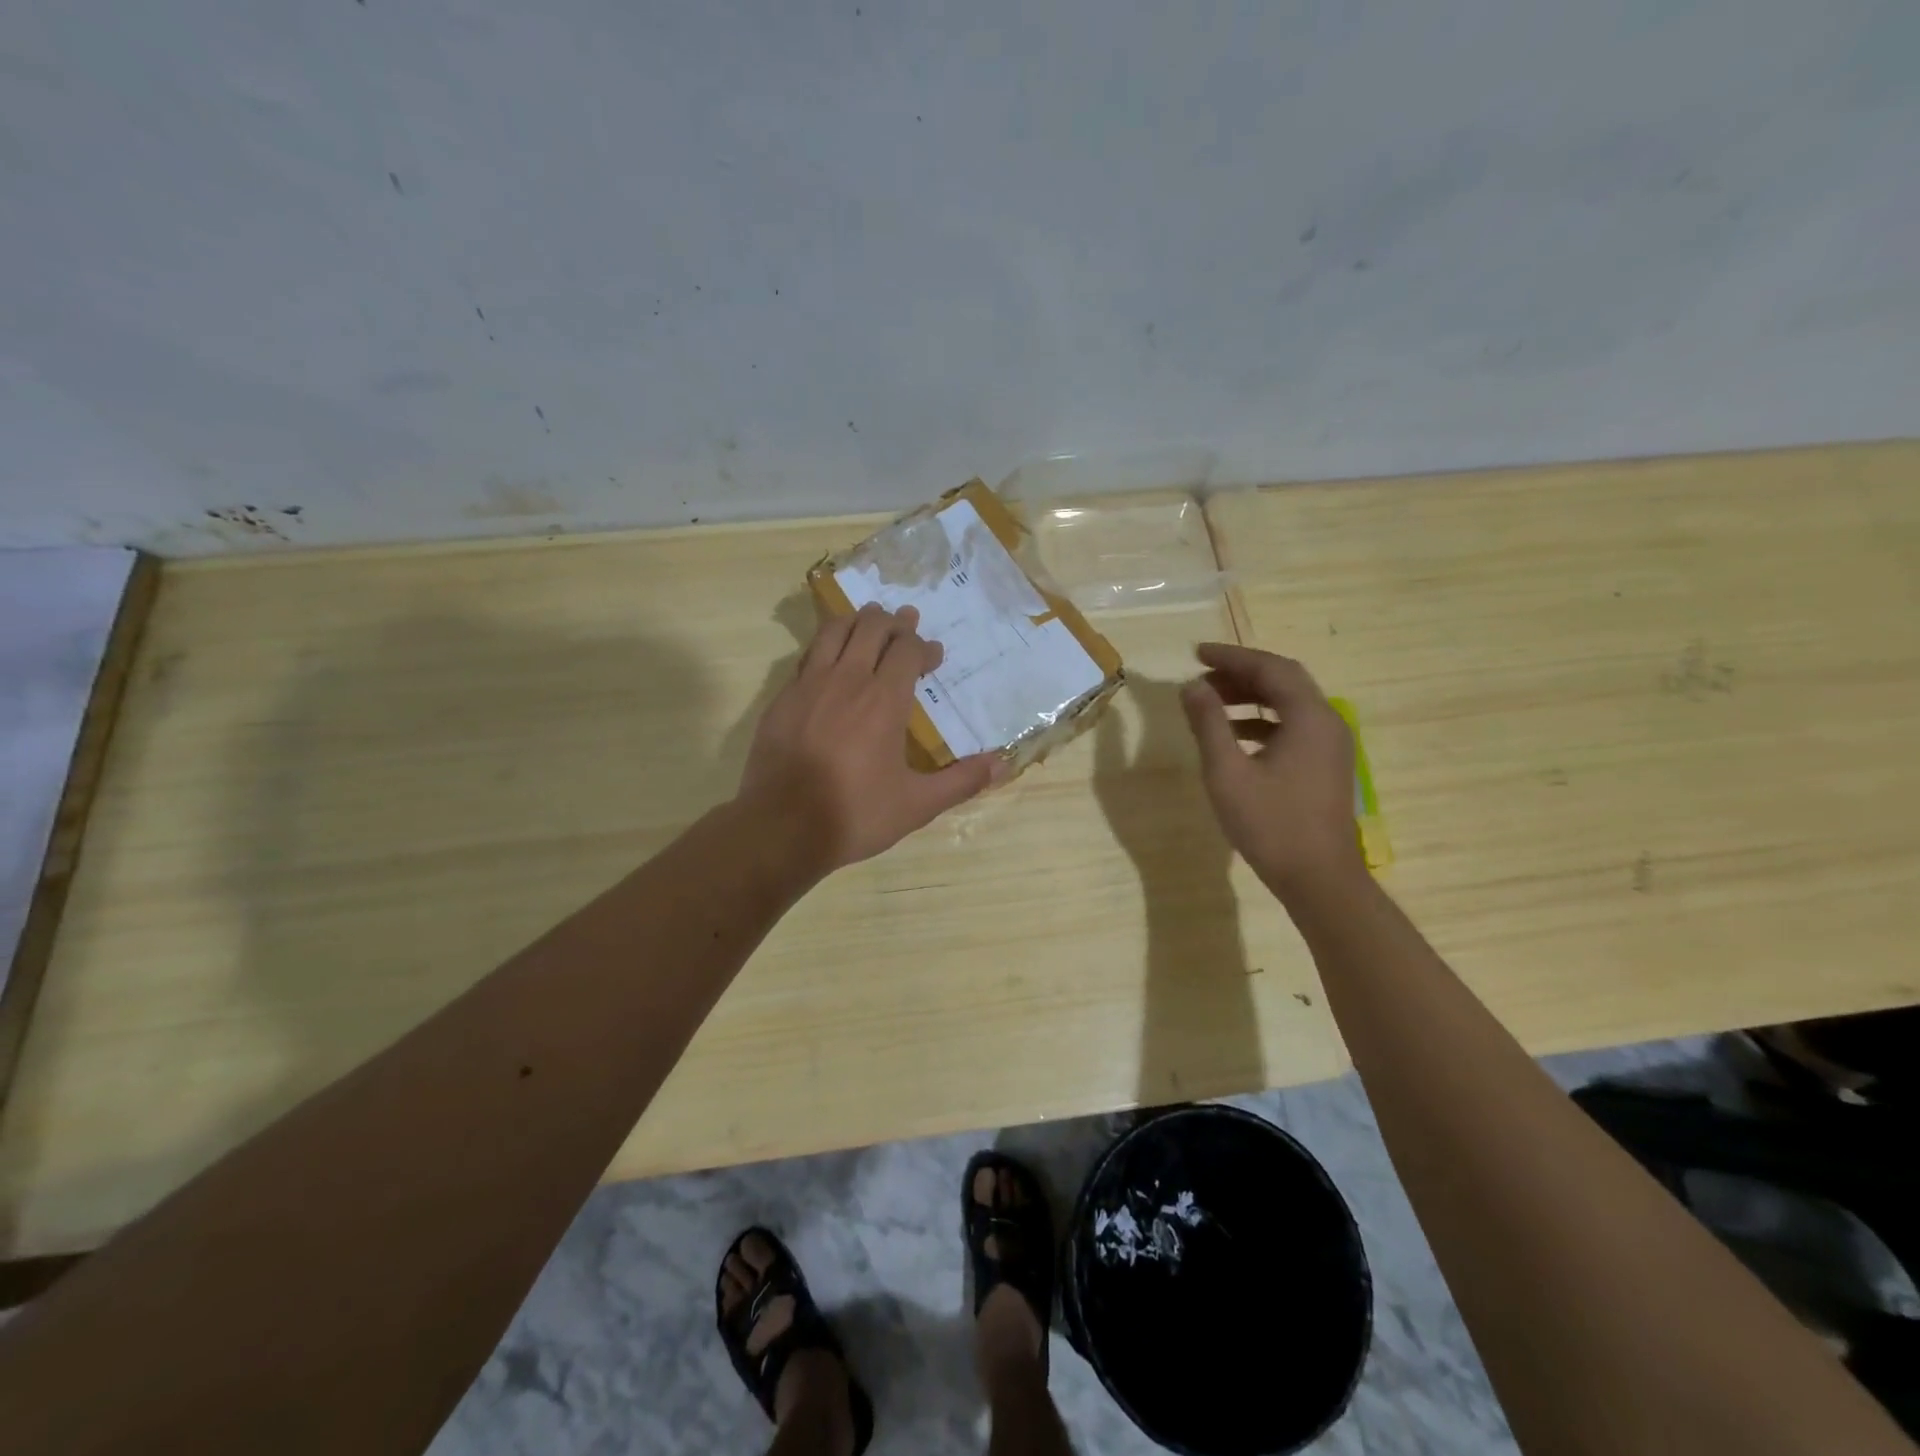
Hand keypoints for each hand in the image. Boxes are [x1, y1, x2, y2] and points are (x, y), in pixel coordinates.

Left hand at [738, 603, 1000, 872]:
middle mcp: (847, 680)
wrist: (782, 827)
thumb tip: (1003, 765)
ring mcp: (809, 685)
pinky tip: (831, 662)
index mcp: (884, 700)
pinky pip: (808, 656)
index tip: (933, 656)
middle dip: (893, 622)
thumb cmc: (855, 814)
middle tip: (905, 624)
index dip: (923, 647)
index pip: (907, 650)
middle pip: (871, 627)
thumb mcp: (917, 805)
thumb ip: (961, 781)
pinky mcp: (783, 698)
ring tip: (869, 624)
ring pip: (834, 631)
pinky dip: (826, 647)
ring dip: (856, 622)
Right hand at [1179, 642, 1365, 897]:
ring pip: (1289, 704)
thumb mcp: (1227, 772)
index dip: (1231, 657)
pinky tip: (1234, 737)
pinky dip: (1262, 721)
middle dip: (1241, 674)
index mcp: (1308, 717)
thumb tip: (1191, 686)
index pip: (1270, 668)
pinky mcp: (1326, 766)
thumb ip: (1208, 723)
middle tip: (1202, 676)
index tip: (1196, 654)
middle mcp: (1326, 722)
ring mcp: (1330, 745)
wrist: (1318, 878)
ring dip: (1250, 697)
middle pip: (1283, 680)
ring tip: (1211, 703)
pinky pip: (1293, 726)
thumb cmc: (1270, 824)